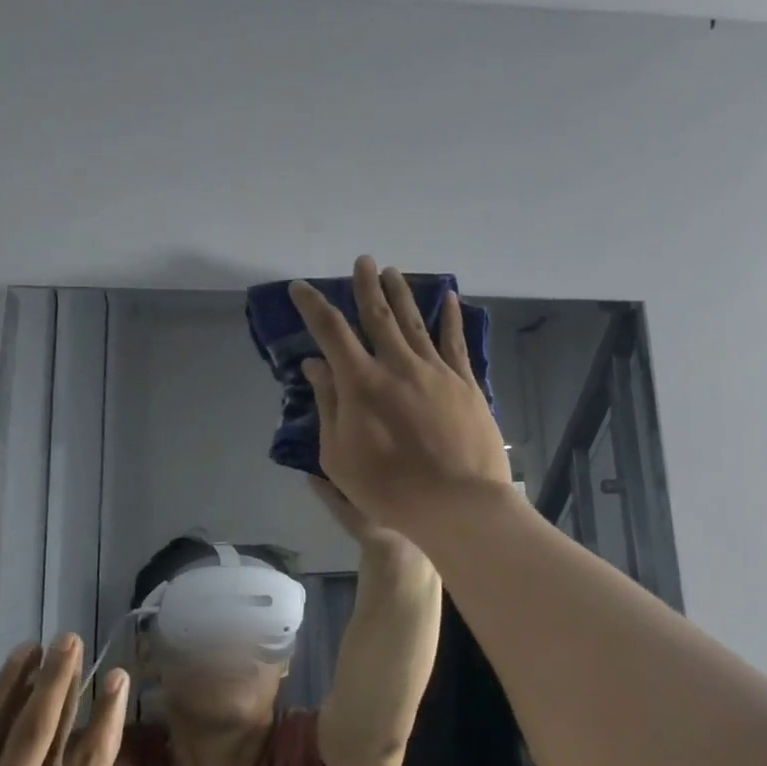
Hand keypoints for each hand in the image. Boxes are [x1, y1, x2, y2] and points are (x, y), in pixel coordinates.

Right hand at [291, 258, 511, 538]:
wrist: (458, 504)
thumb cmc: (389, 489)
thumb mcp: (339, 457)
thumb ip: (328, 405)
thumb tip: (315, 365)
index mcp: (361, 383)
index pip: (331, 332)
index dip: (313, 306)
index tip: (301, 289)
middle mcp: (398, 365)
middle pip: (378, 315)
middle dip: (366, 286)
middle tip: (362, 261)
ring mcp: (435, 371)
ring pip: (415, 321)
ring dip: (401, 294)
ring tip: (393, 271)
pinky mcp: (465, 383)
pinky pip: (455, 342)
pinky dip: (451, 318)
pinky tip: (449, 299)